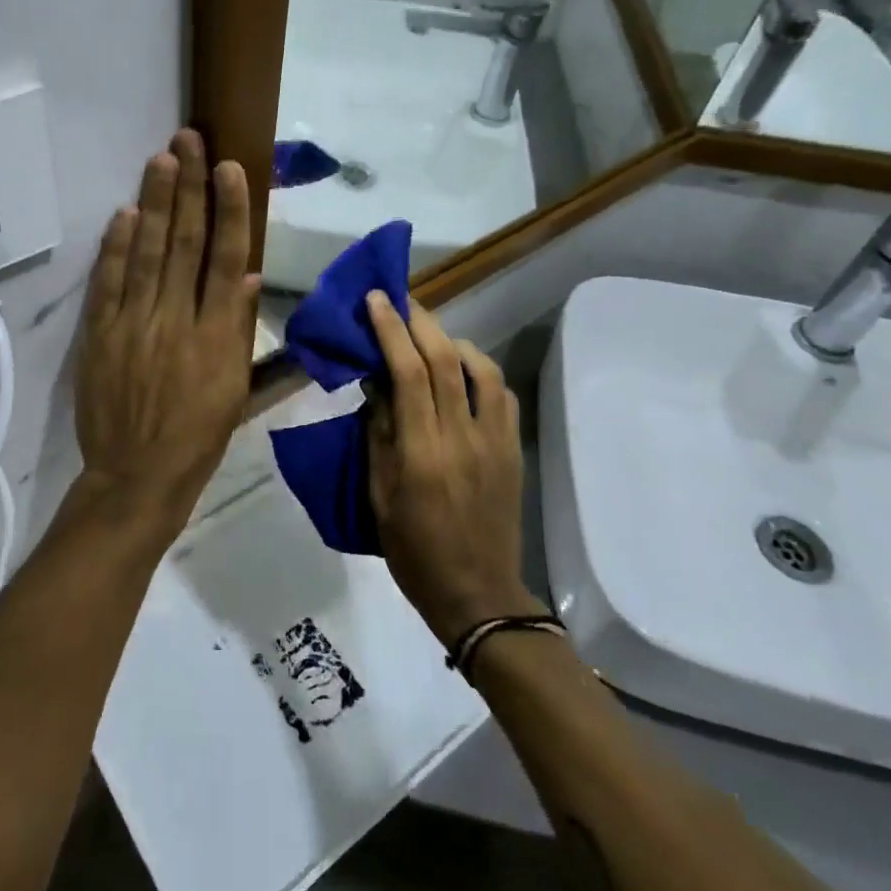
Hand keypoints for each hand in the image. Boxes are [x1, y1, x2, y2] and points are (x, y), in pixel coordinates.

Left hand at [72, 130, 260, 538]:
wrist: (137, 475)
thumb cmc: (198, 436)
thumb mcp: (236, 390)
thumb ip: (241, 330)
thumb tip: (248, 277)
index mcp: (218, 335)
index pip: (227, 259)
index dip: (230, 210)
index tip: (230, 169)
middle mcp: (177, 320)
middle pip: (185, 242)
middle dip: (189, 187)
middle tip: (190, 140)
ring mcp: (134, 324)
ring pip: (148, 252)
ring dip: (155, 203)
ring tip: (162, 159)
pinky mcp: (101, 334)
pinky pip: (109, 282)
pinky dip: (117, 246)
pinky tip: (125, 213)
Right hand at [364, 294, 541, 644]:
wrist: (477, 593)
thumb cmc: (414, 549)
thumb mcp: (379, 494)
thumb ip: (379, 433)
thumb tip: (376, 383)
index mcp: (423, 451)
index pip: (407, 373)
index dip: (391, 330)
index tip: (376, 299)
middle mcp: (463, 437)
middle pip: (446, 360)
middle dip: (420, 321)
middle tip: (400, 298)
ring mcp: (496, 441)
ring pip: (482, 369)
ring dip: (453, 340)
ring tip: (430, 332)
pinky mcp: (514, 449)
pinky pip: (502, 395)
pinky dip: (481, 370)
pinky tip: (464, 370)